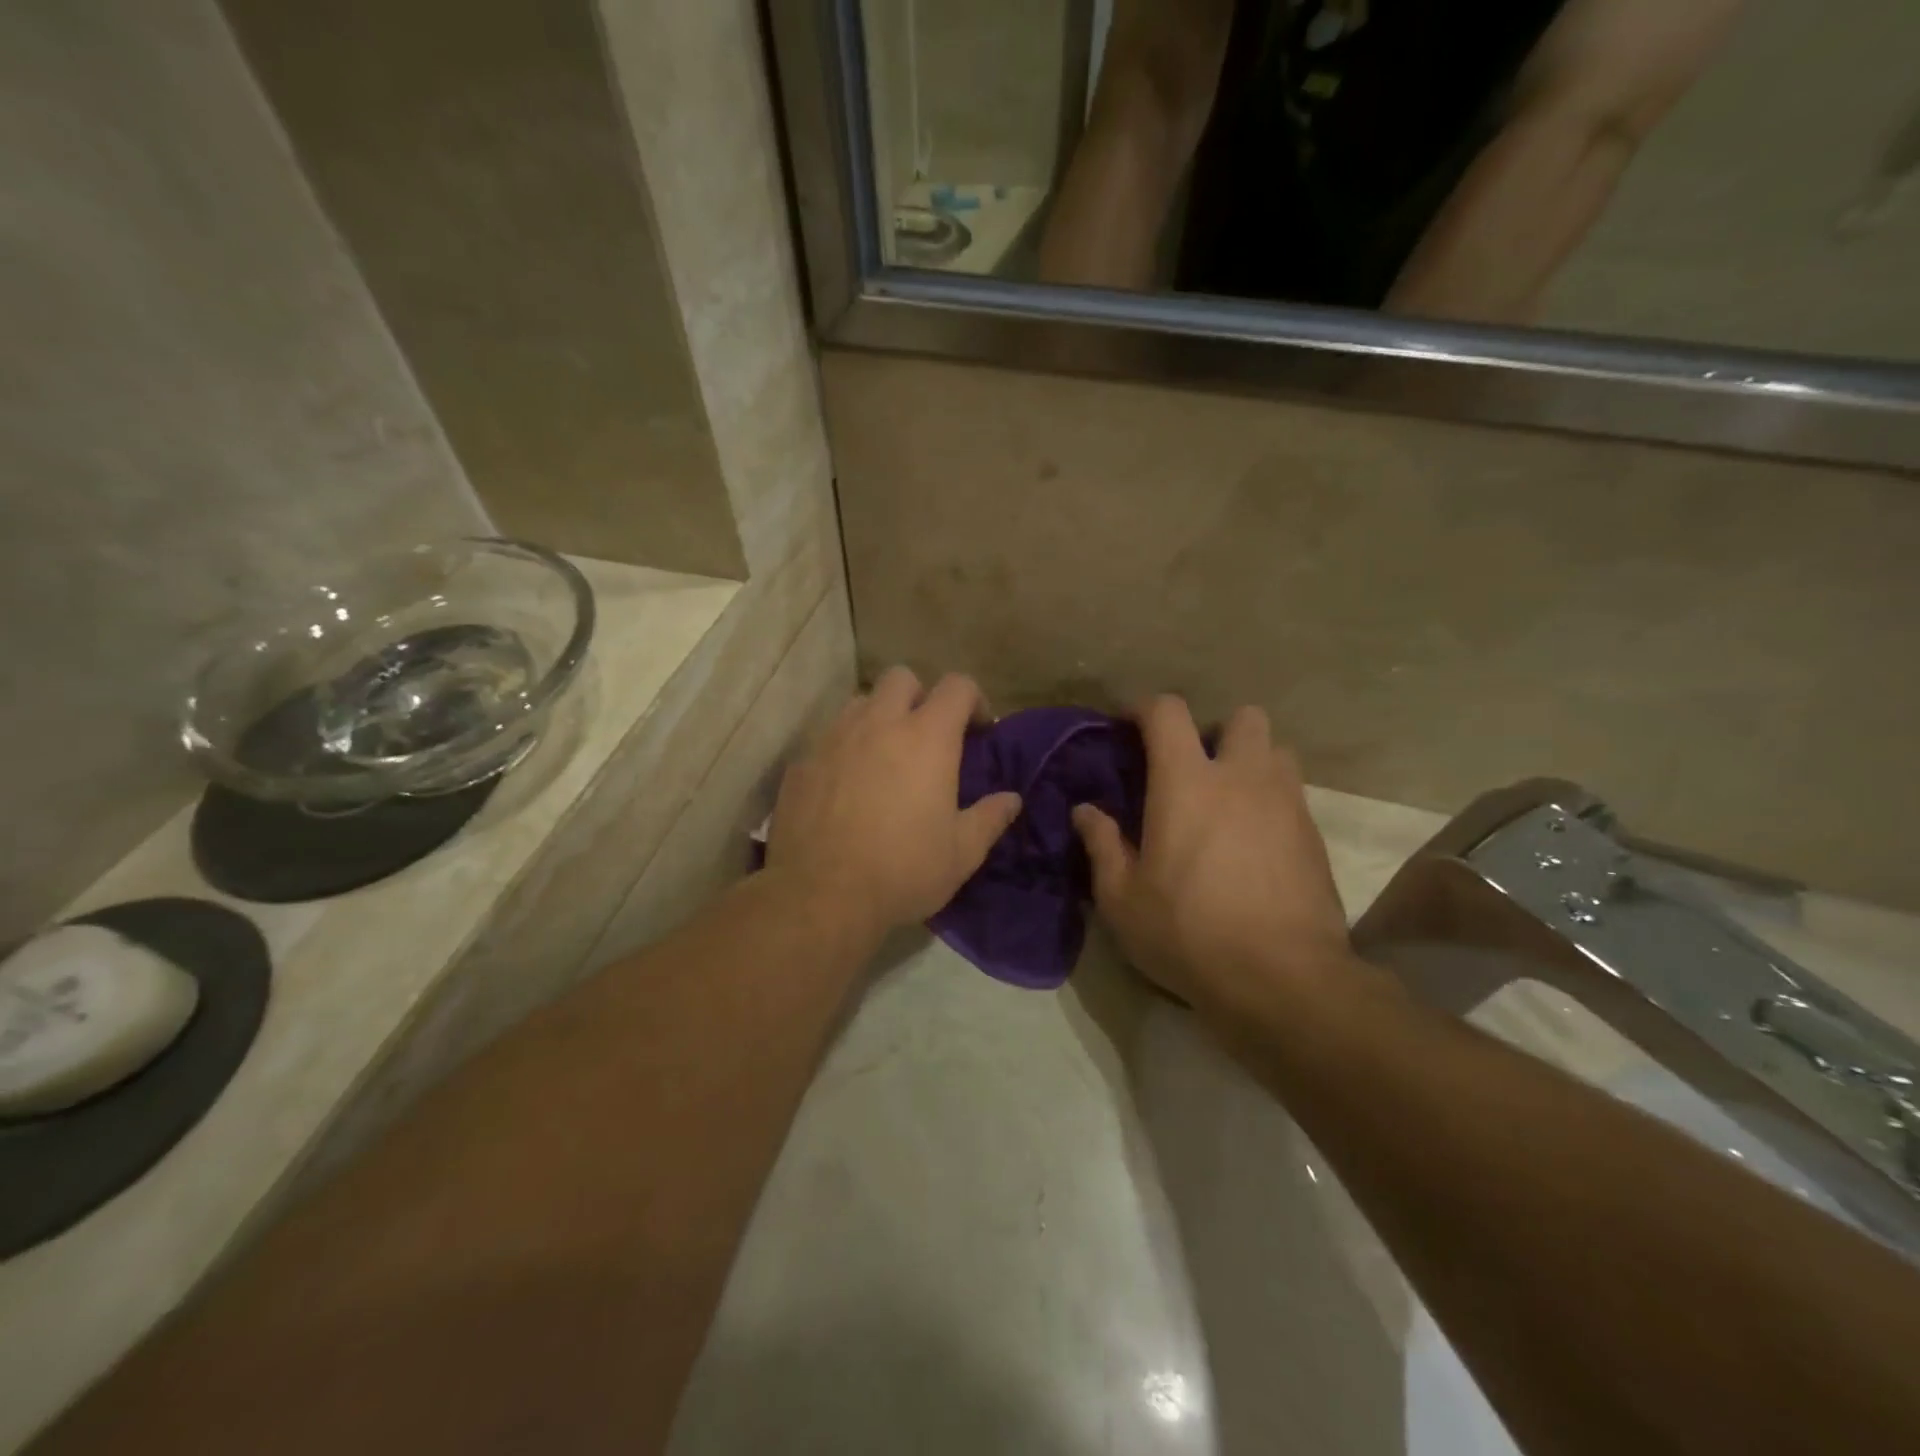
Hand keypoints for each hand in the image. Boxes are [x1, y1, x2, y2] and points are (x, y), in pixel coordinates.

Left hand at [768, 668, 1022, 938]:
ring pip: (860, 703)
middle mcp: (878, 724)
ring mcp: (833, 739)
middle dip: (920, 696)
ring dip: (879, 718)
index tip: (979, 730)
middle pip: (901, 677)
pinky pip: (827, 739)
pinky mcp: (801, 763)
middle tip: (927, 736)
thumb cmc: (903, 871)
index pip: (957, 686)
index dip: (973, 700)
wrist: (820, 895)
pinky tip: (846, 788)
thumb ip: (990, 818)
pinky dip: (844, 751)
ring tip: (884, 757)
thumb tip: (1012, 799)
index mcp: (926, 738)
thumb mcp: (961, 853)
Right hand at [1073, 696, 1351, 1014]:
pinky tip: (1254, 842)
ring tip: (1230, 800)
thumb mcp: (1123, 899)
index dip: (1145, 708)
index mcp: (1187, 783)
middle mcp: (1242, 778)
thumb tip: (1085, 811)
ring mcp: (1286, 803)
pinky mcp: (1314, 835)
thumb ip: (1102, 845)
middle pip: (1242, 717)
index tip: (1130, 726)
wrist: (1283, 979)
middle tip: (1194, 768)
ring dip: (1251, 761)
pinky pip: (1293, 794)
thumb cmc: (1188, 933)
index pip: (1169, 712)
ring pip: (1276, 751)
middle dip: (1216, 730)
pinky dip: (1271, 800)